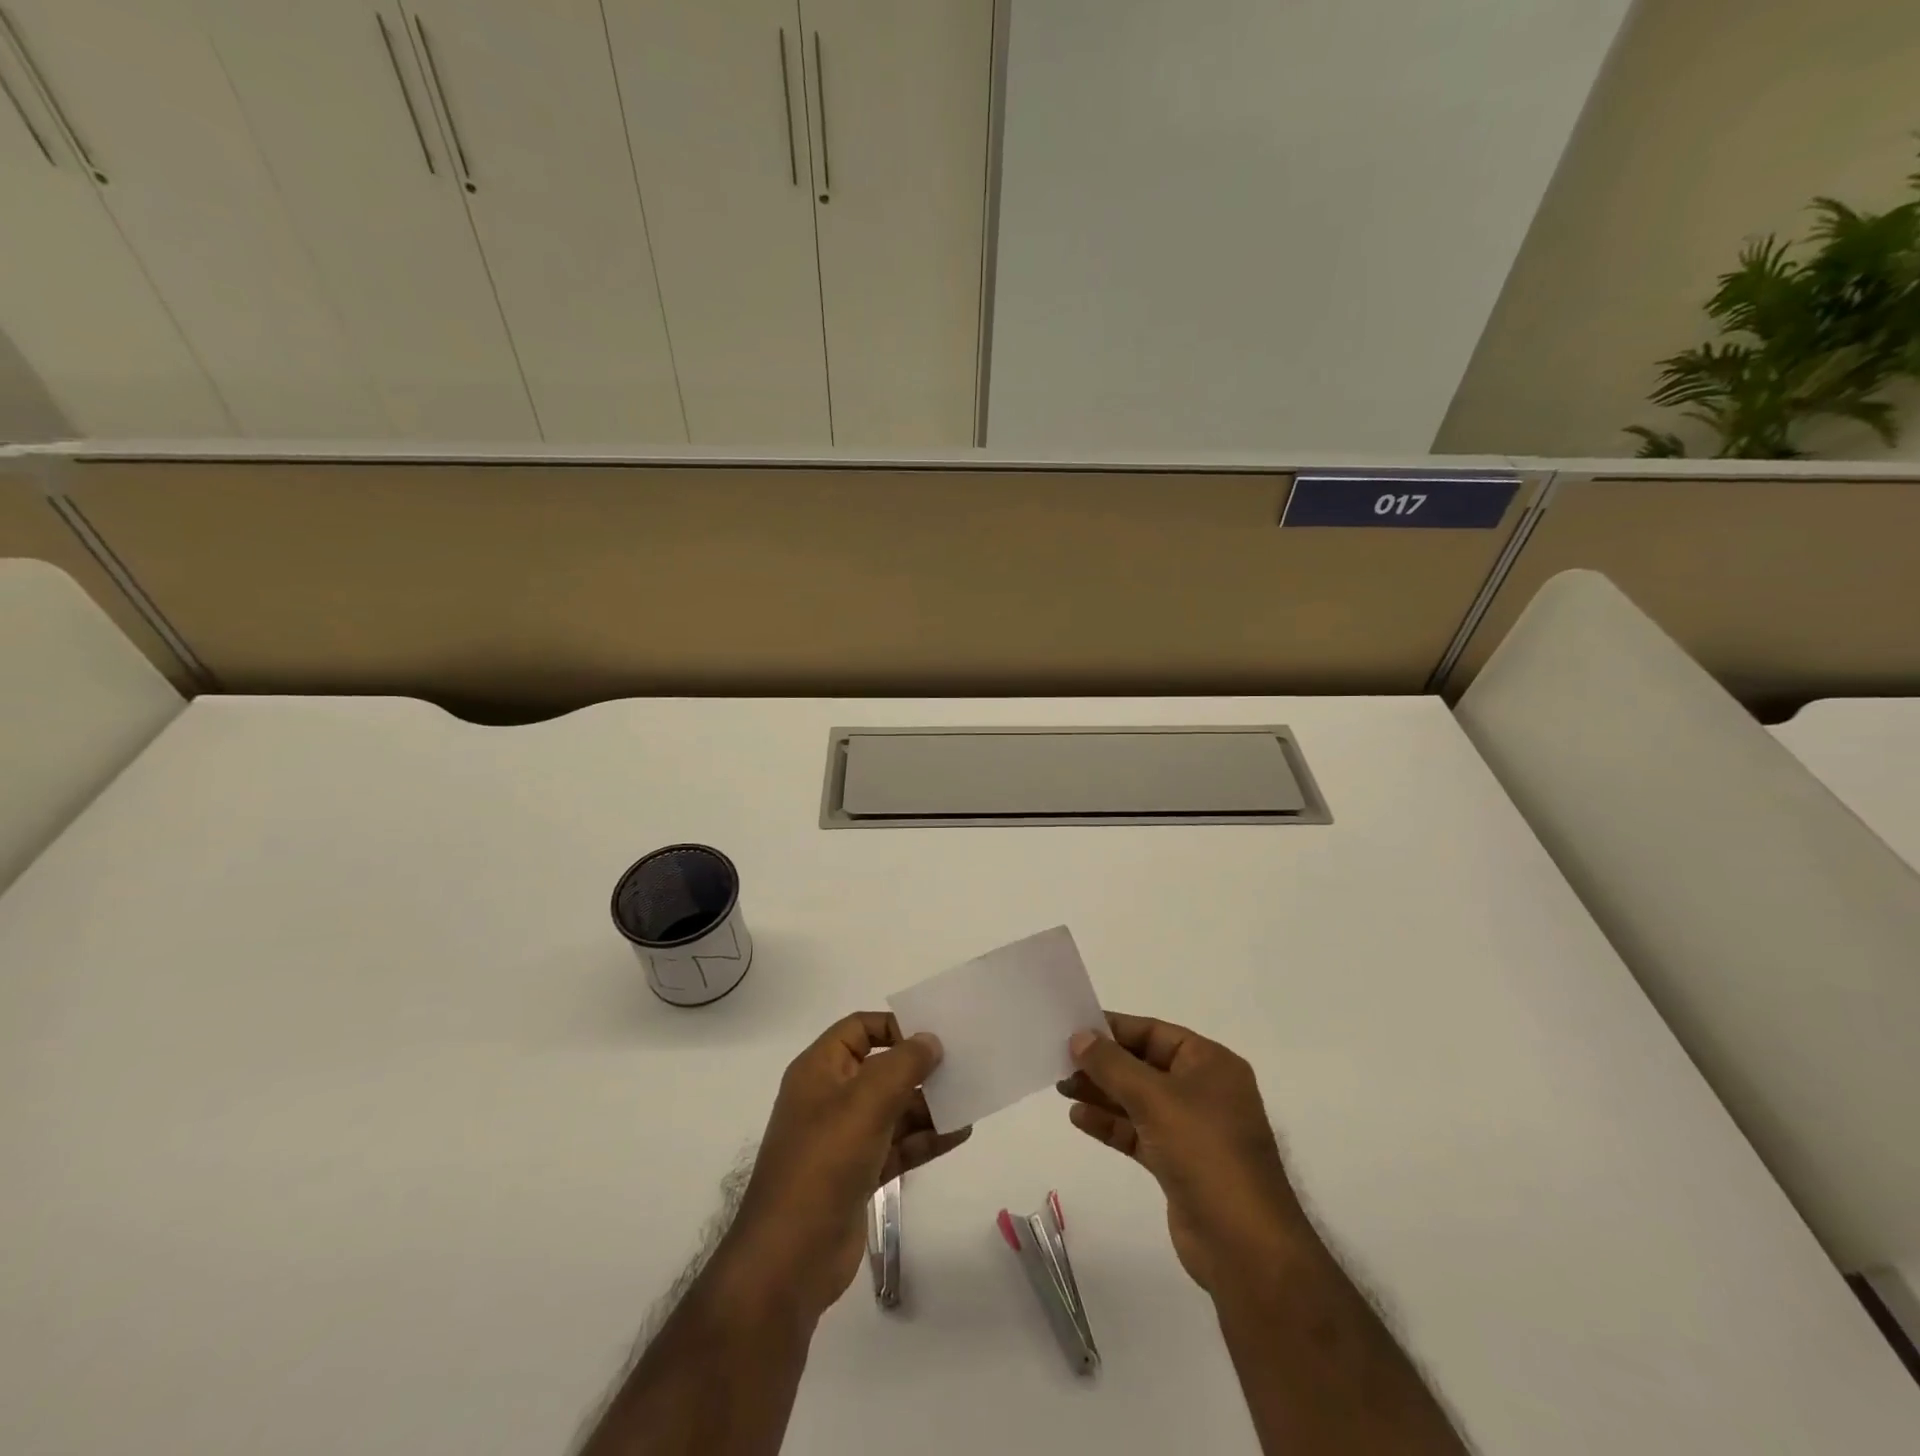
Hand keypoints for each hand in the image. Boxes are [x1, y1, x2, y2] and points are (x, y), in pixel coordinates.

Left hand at [723, 1013, 971, 1322]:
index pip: (859, 1028)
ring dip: (928, 1104)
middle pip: (881, 1068)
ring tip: (969, 1098)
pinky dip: (925, 1138)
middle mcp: (830, 1098)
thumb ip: (903, 1064)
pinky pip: (898, 1144)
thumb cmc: (824, 1161)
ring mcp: (844, 1138)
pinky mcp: (859, 1174)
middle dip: (919, 1067)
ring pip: (893, 1108)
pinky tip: (959, 1133)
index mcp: (820, 1069)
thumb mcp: (866, 1101)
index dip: (894, 1025)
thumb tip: (930, 1040)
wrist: (790, 1258)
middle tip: (963, 1064)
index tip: (933, 1035)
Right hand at [1058, 1012, 1308, 1296]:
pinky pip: (1139, 1132)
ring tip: (1062, 1088)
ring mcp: (1193, 1129)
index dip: (1114, 1030)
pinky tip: (1079, 1118)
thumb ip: (1112, 1065)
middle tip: (1060, 1061)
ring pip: (1139, 1100)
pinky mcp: (1179, 1164)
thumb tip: (1079, 1037)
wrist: (1244, 1246)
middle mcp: (1204, 1090)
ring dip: (1102, 1093)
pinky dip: (1111, 1124)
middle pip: (1144, 1065)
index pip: (1154, 1032)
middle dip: (1103, 1064)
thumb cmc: (1204, 1152)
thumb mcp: (1154, 1098)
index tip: (1073, 1029)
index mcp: (1210, 1063)